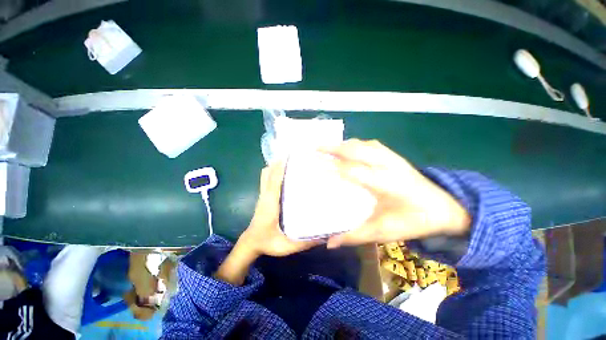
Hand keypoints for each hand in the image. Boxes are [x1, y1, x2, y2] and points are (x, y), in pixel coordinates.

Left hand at [239, 162, 321, 256]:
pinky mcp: (263, 197)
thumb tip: (325, 235)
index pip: (275, 180)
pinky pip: (266, 179)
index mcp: (271, 202)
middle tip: (294, 157)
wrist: (250, 244)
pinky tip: (283, 173)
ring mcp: (263, 195)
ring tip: (289, 161)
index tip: (290, 155)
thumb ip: (306, 242)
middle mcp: (265, 195)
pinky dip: (273, 172)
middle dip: (279, 162)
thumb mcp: (287, 245)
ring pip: (266, 174)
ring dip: (275, 166)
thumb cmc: (267, 242)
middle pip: (269, 172)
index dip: (281, 166)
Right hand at [321, 139, 469, 248]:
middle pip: (356, 151)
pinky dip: (356, 144)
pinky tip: (349, 147)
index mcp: (385, 183)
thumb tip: (329, 243)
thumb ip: (355, 236)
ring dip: (344, 144)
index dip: (333, 167)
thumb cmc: (415, 220)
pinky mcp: (395, 156)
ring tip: (328, 146)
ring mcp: (392, 158)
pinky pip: (371, 145)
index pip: (353, 171)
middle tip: (315, 148)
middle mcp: (387, 165)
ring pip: (363, 145)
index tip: (315, 165)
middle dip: (334, 148)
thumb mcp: (384, 231)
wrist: (447, 208)